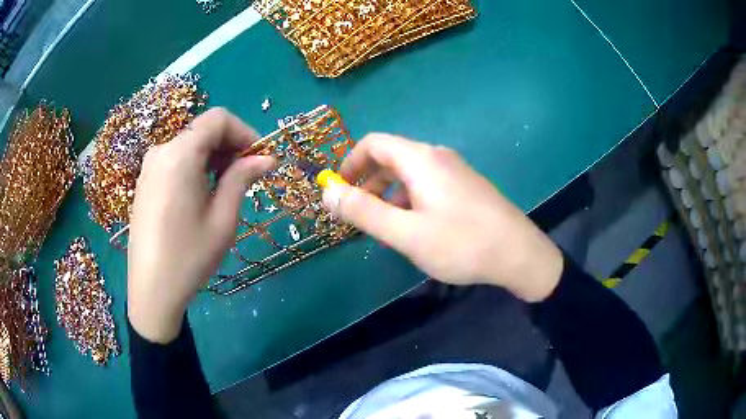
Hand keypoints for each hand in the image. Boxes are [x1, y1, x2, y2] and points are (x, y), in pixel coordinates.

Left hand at [128, 109, 273, 342]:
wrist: (151, 290)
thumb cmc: (190, 256)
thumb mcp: (223, 219)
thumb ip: (242, 178)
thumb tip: (267, 158)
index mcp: (180, 154)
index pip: (218, 119)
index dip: (244, 131)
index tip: (259, 157)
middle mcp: (161, 151)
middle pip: (202, 130)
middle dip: (230, 145)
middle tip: (247, 175)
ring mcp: (149, 167)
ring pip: (189, 145)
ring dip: (213, 157)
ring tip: (225, 188)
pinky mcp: (145, 182)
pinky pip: (174, 160)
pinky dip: (195, 166)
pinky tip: (201, 194)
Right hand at [323, 134, 562, 301]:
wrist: (519, 254)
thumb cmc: (461, 243)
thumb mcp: (405, 233)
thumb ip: (363, 211)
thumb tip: (327, 192)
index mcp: (420, 159)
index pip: (373, 143)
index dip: (350, 163)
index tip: (339, 191)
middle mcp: (437, 156)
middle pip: (391, 157)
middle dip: (367, 182)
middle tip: (358, 215)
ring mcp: (455, 170)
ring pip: (409, 173)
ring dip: (388, 193)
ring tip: (384, 226)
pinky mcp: (466, 186)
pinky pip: (427, 183)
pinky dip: (409, 198)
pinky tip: (415, 227)